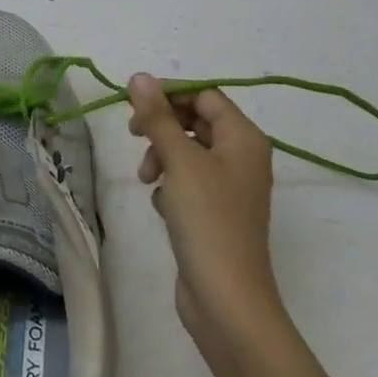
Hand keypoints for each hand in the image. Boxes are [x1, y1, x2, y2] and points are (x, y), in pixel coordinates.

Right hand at [128, 74, 282, 376]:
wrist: (227, 300)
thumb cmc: (208, 221)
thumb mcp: (180, 161)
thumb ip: (158, 117)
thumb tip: (139, 77)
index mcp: (244, 138)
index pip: (205, 95)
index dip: (169, 93)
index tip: (133, 103)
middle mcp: (242, 157)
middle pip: (196, 121)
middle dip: (163, 126)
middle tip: (134, 135)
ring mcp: (231, 187)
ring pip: (189, 151)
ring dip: (163, 156)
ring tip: (147, 178)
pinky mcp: (216, 213)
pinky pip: (189, 181)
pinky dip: (171, 184)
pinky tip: (162, 204)